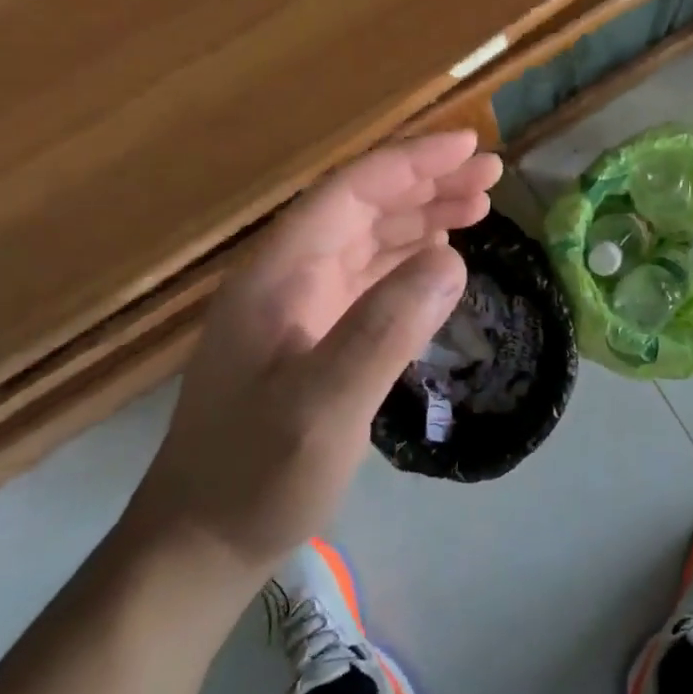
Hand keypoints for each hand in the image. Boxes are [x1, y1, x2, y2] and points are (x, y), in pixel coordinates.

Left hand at [125, 131, 500, 599]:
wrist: (200, 546)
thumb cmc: (256, 476)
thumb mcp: (324, 407)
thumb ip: (385, 329)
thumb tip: (452, 258)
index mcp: (280, 274)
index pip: (352, 191)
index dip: (411, 162)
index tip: (470, 147)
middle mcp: (288, 278)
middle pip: (365, 207)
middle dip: (427, 183)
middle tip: (492, 174)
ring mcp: (299, 308)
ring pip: (370, 240)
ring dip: (423, 216)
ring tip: (480, 205)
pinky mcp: (313, 338)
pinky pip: (369, 278)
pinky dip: (409, 259)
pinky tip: (439, 257)